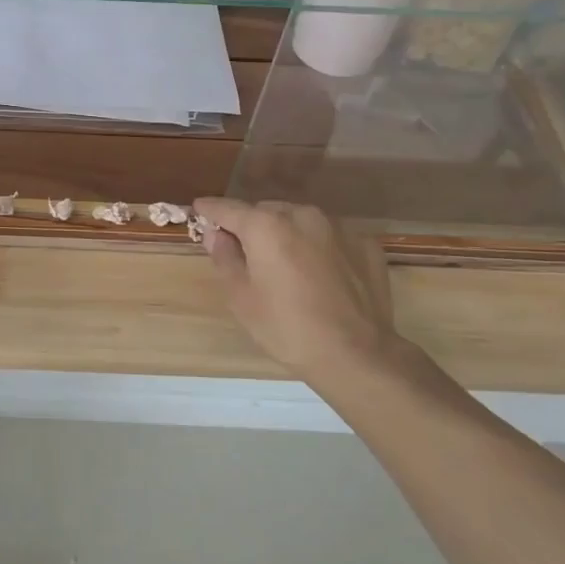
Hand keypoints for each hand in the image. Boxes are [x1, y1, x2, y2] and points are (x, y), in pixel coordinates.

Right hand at [192, 198, 401, 390]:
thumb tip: (215, 235)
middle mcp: (302, 215)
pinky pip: (329, 238)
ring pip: (300, 221)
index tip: (199, 209)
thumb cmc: (287, 328)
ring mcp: (339, 228)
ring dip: (286, 234)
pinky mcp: (365, 245)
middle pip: (266, 212)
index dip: (209, 209)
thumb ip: (224, 258)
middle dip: (252, 226)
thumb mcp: (241, 298)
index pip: (228, 208)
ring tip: (285, 265)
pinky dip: (318, 247)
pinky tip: (320, 275)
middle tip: (245, 252)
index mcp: (266, 226)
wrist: (357, 355)